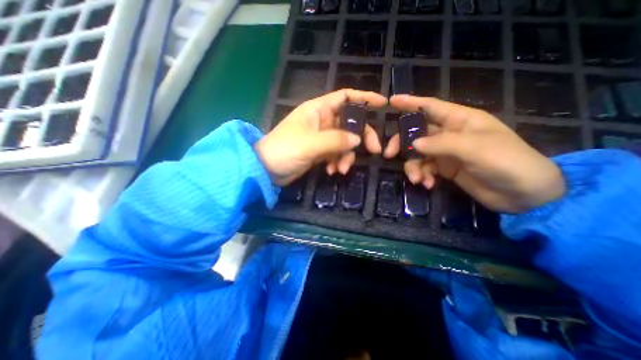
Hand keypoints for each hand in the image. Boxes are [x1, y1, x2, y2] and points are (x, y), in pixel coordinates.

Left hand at [254, 89, 384, 184]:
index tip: (382, 104)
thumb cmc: (284, 150)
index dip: (364, 98)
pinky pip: (336, 154)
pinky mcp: (319, 151)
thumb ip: (336, 140)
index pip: (345, 97)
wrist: (266, 169)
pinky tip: (331, 171)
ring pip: (344, 142)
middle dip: (361, 137)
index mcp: (318, 110)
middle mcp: (322, 121)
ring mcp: (321, 137)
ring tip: (341, 169)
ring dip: (346, 156)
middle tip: (373, 150)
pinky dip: (336, 162)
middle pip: (350, 123)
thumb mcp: (311, 144)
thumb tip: (358, 139)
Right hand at [382, 96, 561, 213]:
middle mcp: (449, 134)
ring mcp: (445, 152)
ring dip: (413, 167)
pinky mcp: (444, 168)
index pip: (430, 106)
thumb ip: (441, 144)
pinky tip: (428, 185)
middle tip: (389, 154)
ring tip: (418, 180)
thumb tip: (412, 144)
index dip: (410, 103)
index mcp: (460, 120)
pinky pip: (424, 168)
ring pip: (417, 154)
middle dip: (402, 144)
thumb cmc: (507, 162)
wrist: (523, 195)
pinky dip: (422, 176)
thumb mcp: (475, 149)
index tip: (391, 101)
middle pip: (416, 133)